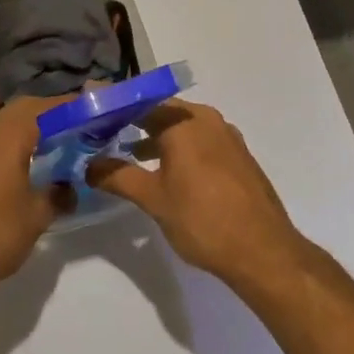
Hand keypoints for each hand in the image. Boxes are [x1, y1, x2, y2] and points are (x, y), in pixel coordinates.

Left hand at [0, 96, 66, 304]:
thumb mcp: (37, 216)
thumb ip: (58, 195)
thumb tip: (70, 187)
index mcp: (8, 135)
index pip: (44, 107)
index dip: (68, 106)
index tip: (90, 112)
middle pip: (22, 110)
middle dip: (48, 115)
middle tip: (73, 129)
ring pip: (3, 125)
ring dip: (27, 129)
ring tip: (52, 148)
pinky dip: (10, 145)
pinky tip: (22, 169)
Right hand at [87, 100, 307, 290]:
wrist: (264, 252)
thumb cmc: (203, 219)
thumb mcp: (153, 199)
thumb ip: (118, 176)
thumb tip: (89, 165)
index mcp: (183, 120)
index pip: (139, 101)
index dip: (113, 107)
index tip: (90, 112)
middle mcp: (206, 118)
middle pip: (161, 110)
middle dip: (133, 120)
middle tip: (104, 132)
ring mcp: (227, 136)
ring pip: (182, 125)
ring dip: (156, 135)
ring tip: (130, 152)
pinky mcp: (238, 156)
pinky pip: (200, 140)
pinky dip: (178, 146)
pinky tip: (166, 169)